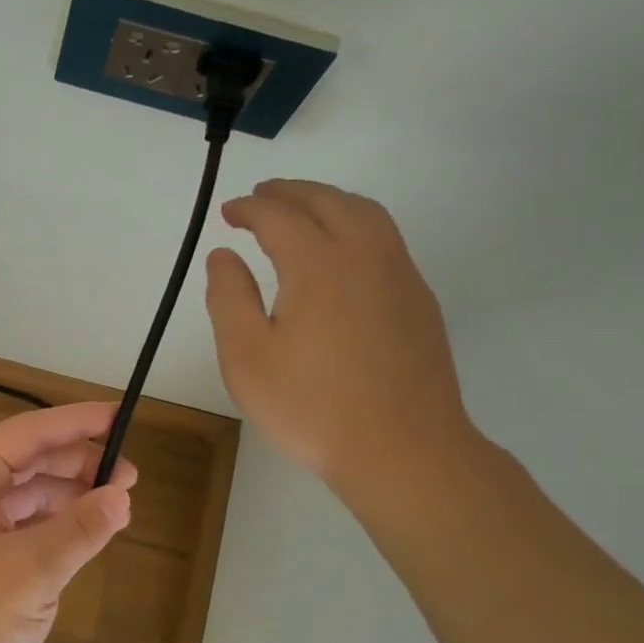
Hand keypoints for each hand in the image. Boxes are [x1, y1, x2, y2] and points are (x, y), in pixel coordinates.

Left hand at [0, 402, 135, 642]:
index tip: (121, 415)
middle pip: (25, 459)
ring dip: (65, 494)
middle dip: (77, 463)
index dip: (78, 422)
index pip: (29, 432)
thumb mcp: (32, 575)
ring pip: (20, 491)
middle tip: (129, 477)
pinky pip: (11, 521)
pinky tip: (77, 532)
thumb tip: (120, 496)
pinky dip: (46, 522)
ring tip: (112, 505)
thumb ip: (80, 529)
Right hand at [205, 179, 476, 509]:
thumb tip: (224, 256)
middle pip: (327, 200)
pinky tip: (341, 252)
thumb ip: (229, 297)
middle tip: (260, 197)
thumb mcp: (247, 357)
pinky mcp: (419, 298)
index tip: (228, 213)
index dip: (249, 209)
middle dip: (289, 192)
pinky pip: (385, 238)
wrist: (404, 450)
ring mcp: (400, 274)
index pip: (279, 216)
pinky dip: (355, 224)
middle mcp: (364, 254)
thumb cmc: (312, 406)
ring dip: (328, 201)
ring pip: (365, 213)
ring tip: (301, 211)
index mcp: (318, 263)